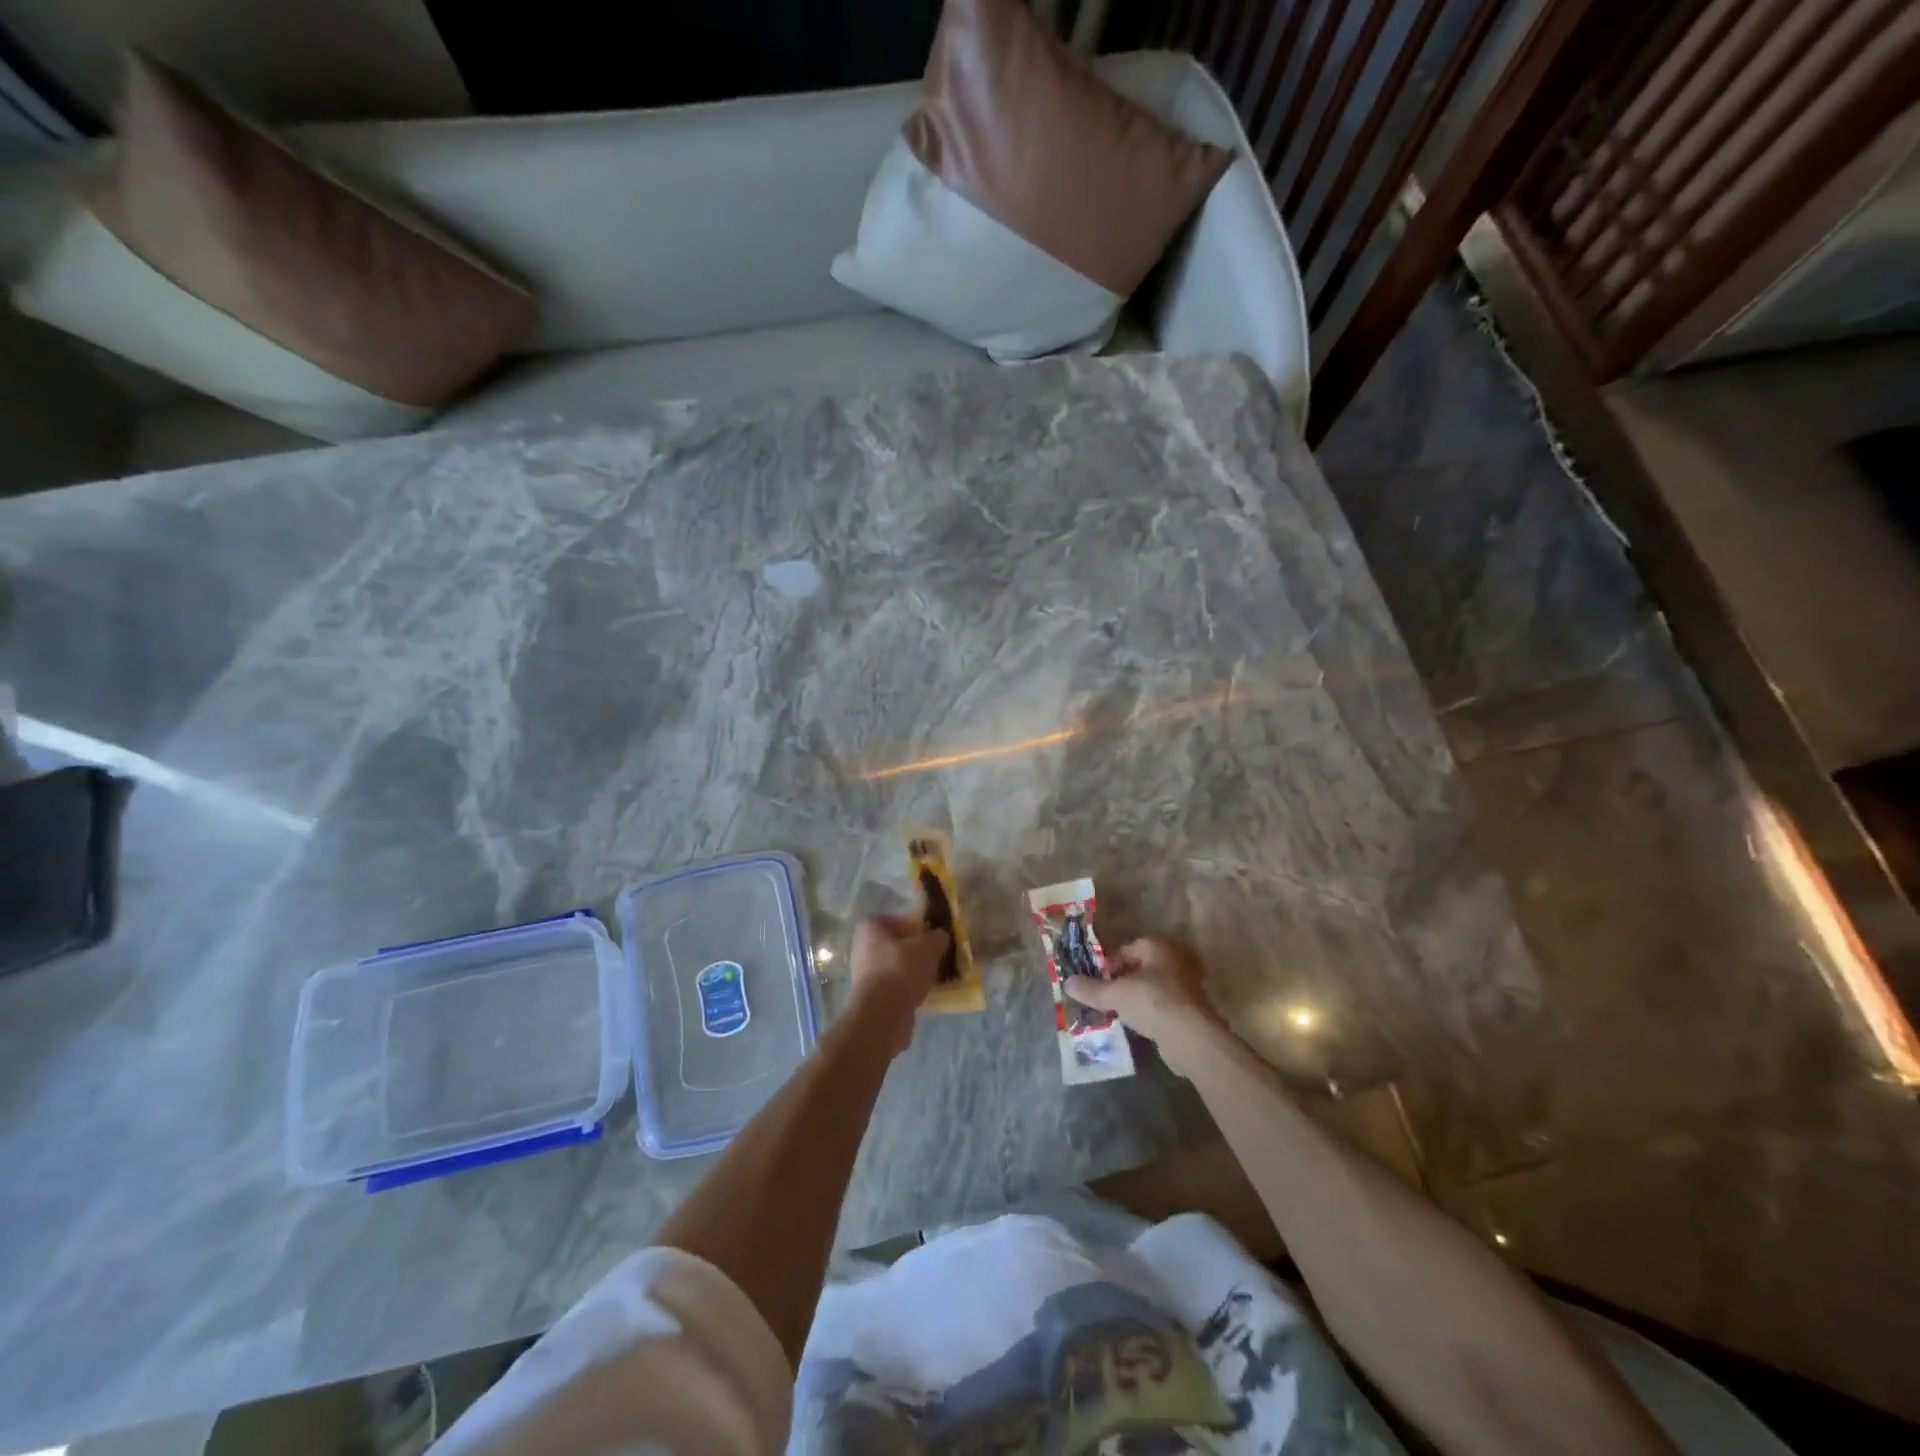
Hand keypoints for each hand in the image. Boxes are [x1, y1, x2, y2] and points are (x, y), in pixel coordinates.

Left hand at [849, 914, 949, 1056]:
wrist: (882, 1014)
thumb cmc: (902, 969)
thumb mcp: (928, 946)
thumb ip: (937, 937)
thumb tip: (940, 936)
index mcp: (871, 928)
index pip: (896, 919)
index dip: (916, 926)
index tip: (932, 936)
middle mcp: (863, 948)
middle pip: (897, 944)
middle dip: (917, 950)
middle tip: (937, 956)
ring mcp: (865, 974)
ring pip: (897, 966)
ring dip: (914, 971)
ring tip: (935, 976)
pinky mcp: (872, 997)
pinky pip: (896, 986)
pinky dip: (909, 988)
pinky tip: (925, 993)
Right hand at [1065, 938, 1220, 1076]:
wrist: (1189, 1037)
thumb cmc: (1151, 1002)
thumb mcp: (1114, 994)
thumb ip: (1091, 989)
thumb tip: (1067, 983)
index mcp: (1157, 947)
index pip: (1126, 949)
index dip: (1108, 964)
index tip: (1096, 981)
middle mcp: (1173, 960)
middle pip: (1139, 968)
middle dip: (1120, 982)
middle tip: (1103, 997)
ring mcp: (1185, 985)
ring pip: (1150, 988)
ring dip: (1134, 998)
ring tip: (1115, 1013)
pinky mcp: (1189, 1009)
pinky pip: (1161, 1006)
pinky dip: (1148, 1012)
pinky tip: (1135, 1025)